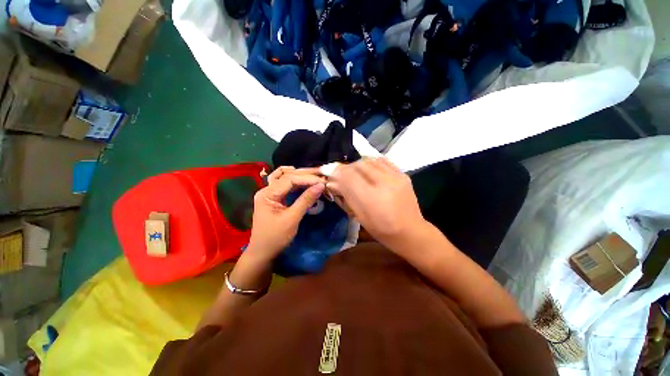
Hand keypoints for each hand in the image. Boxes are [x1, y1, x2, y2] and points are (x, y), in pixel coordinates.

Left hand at [247, 167, 325, 261]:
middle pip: (287, 175)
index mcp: (267, 194)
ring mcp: (269, 193)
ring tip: (314, 175)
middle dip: (305, 174)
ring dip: (300, 175)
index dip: (307, 178)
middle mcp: (266, 190)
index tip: (322, 181)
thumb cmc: (276, 237)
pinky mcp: (274, 198)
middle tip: (321, 174)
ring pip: (285, 177)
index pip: (289, 179)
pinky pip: (284, 184)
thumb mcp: (292, 219)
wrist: (263, 252)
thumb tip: (321, 186)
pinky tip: (303, 180)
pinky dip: (295, 180)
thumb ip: (306, 200)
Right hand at [326, 158, 426, 247]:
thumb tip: (332, 182)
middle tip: (339, 173)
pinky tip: (367, 168)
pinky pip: (382, 161)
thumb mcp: (359, 215)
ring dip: (357, 164)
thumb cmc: (381, 229)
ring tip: (353, 171)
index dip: (335, 171)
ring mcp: (396, 177)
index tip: (327, 170)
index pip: (348, 177)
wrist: (409, 231)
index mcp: (371, 199)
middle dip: (345, 167)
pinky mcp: (403, 174)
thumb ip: (346, 196)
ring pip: (370, 160)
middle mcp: (384, 184)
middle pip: (358, 166)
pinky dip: (371, 162)